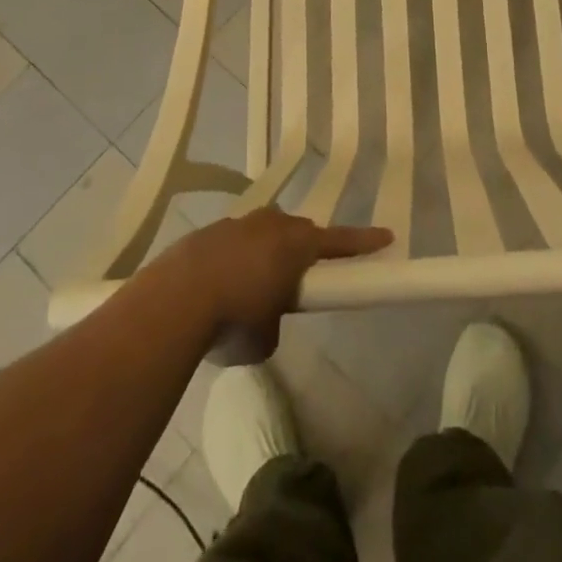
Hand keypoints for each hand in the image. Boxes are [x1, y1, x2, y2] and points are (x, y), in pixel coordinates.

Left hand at [161, 209, 391, 364]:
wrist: (175, 299)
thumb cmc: (234, 318)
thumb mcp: (266, 338)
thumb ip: (274, 321)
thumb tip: (263, 317)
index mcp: (296, 245)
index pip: (340, 242)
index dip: (364, 242)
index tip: (386, 236)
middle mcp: (271, 225)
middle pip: (297, 232)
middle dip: (301, 250)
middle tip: (297, 278)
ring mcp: (237, 224)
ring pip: (262, 232)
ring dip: (263, 253)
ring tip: (250, 287)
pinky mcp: (207, 233)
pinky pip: (232, 242)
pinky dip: (232, 260)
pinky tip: (217, 287)